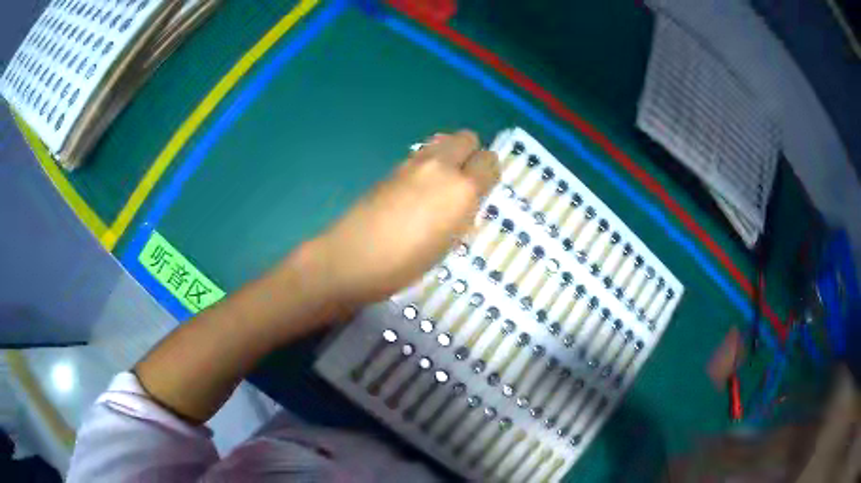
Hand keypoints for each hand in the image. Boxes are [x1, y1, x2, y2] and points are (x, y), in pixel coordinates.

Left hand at [312, 130, 499, 306]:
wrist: (353, 257)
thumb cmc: (406, 263)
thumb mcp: (448, 245)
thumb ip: (464, 214)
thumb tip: (466, 200)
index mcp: (462, 188)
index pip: (489, 161)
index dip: (489, 174)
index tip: (484, 189)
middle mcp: (440, 166)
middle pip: (467, 137)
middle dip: (472, 154)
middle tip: (465, 181)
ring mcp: (413, 163)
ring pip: (443, 139)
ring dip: (450, 153)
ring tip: (443, 182)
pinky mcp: (393, 167)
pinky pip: (422, 153)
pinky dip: (429, 161)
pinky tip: (419, 187)